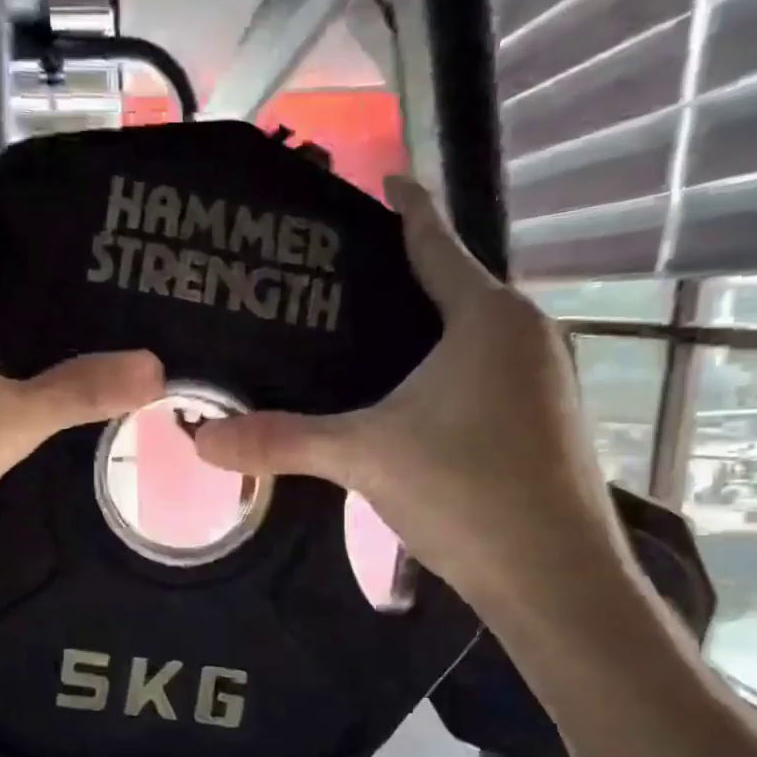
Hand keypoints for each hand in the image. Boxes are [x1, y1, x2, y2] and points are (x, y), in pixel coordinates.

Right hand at [193, 176, 621, 612]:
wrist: (556, 578)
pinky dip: (450, 372)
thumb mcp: (364, 456)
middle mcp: (528, 334)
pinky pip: (490, 374)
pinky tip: (413, 403)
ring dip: (429, 331)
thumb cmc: (466, 491)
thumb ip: (282, 441)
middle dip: (405, 278)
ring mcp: (548, 379)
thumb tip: (200, 440)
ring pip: (475, 336)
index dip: (406, 207)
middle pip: (457, 288)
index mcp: (488, 317)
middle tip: (341, 283)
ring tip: (368, 341)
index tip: (382, 178)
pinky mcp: (549, 421)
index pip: (437, 241)